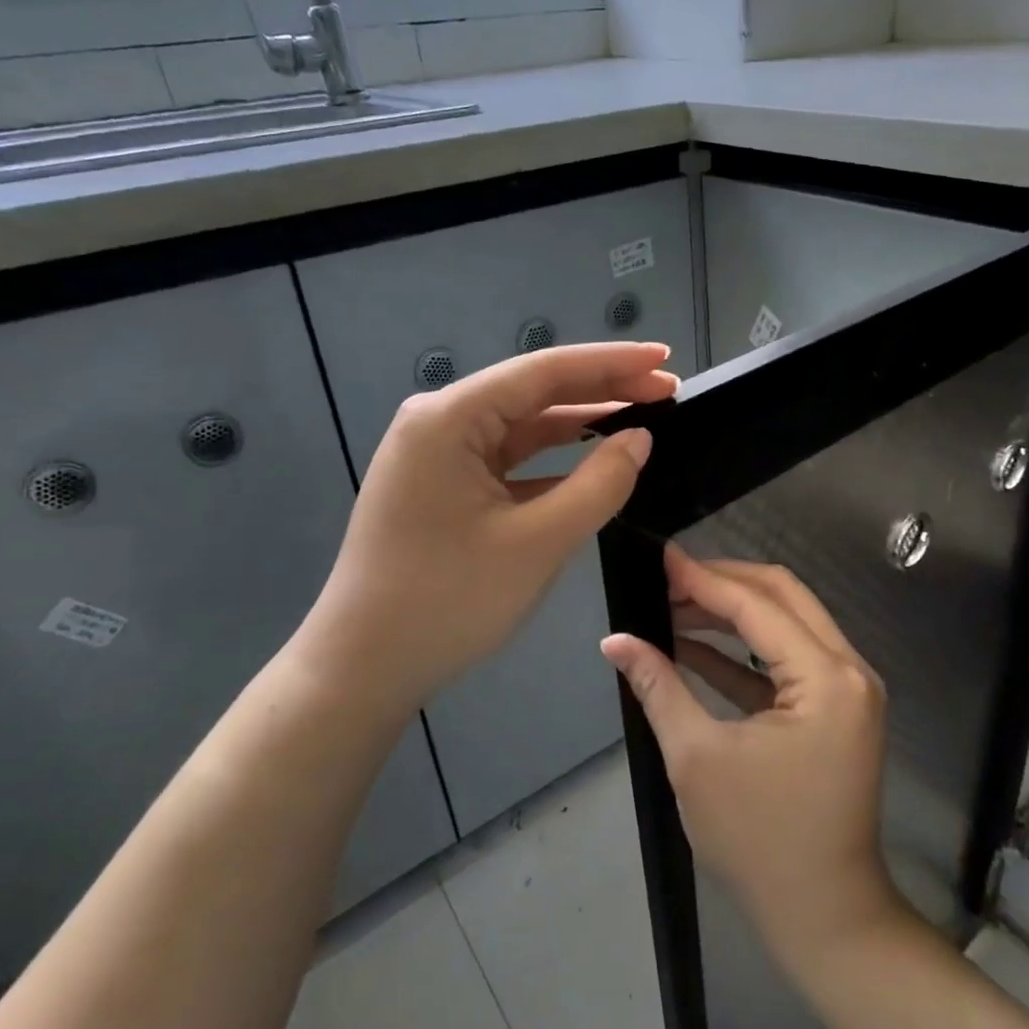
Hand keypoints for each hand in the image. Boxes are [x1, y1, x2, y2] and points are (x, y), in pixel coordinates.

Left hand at [300, 342, 677, 719]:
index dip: (612, 363)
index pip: (544, 372)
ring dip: (580, 422)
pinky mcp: (443, 484)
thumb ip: (598, 485)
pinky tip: (594, 460)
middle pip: (534, 392)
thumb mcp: (536, 544)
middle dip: (602, 389)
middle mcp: (439, 421)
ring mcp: (438, 454)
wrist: (362, 670)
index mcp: (449, 418)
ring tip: (641, 416)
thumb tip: (640, 439)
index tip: (665, 358)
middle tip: (666, 388)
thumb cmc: (446, 603)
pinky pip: (508, 459)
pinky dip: (553, 459)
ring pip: (523, 425)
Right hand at [603, 548, 899, 961]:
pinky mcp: (835, 707)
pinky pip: (787, 659)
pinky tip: (693, 644)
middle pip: (781, 596)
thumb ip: (658, 686)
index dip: (704, 578)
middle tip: (667, 579)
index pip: (757, 605)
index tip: (660, 558)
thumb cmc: (759, 841)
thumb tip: (614, 640)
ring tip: (672, 606)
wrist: (824, 918)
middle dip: (722, 583)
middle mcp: (848, 668)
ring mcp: (847, 687)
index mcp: (826, 677)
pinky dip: (744, 650)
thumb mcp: (697, 758)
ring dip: (731, 612)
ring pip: (786, 622)